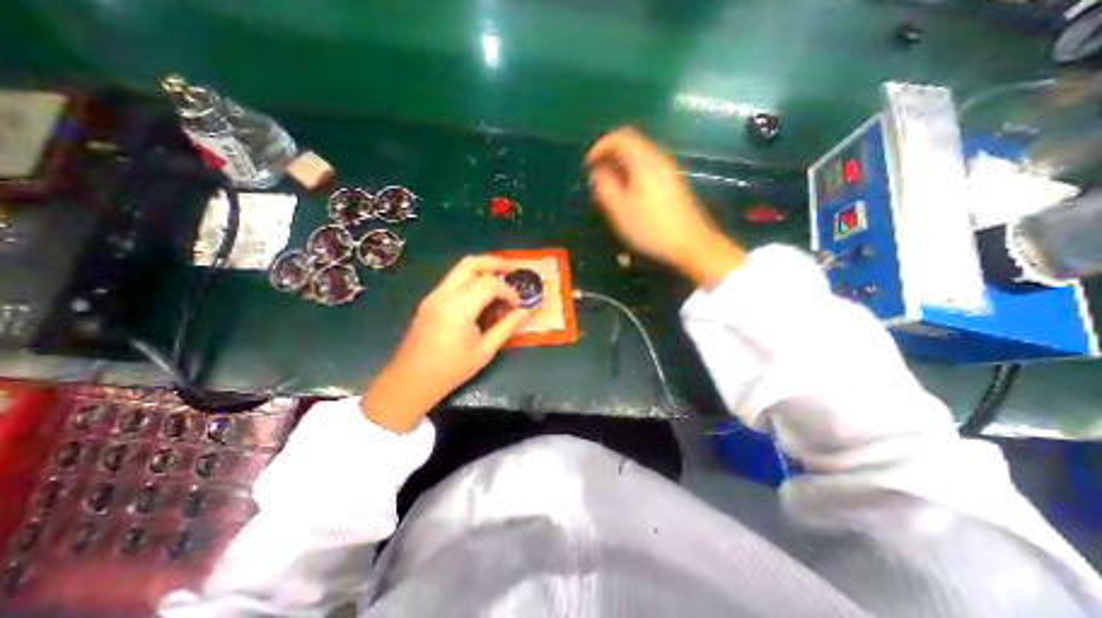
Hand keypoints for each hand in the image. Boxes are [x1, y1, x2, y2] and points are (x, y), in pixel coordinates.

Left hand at [363, 258, 528, 431]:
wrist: (410, 381)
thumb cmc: (450, 370)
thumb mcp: (484, 351)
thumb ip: (506, 328)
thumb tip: (525, 313)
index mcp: (458, 308)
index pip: (489, 284)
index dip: (508, 291)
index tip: (518, 304)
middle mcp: (444, 295)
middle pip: (471, 264)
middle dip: (494, 263)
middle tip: (512, 270)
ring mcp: (434, 296)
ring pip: (460, 269)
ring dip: (482, 269)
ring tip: (501, 279)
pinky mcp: (430, 301)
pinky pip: (453, 280)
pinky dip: (471, 279)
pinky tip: (482, 294)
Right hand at [581, 127, 744, 289]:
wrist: (691, 245)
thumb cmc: (651, 229)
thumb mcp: (620, 211)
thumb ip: (605, 187)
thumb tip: (597, 171)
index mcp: (645, 162)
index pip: (620, 137)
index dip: (600, 147)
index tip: (587, 166)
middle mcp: (659, 160)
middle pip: (631, 146)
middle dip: (609, 158)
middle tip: (596, 179)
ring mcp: (670, 172)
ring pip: (639, 159)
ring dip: (620, 169)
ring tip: (609, 190)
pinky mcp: (674, 184)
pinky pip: (648, 170)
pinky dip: (632, 176)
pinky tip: (628, 198)